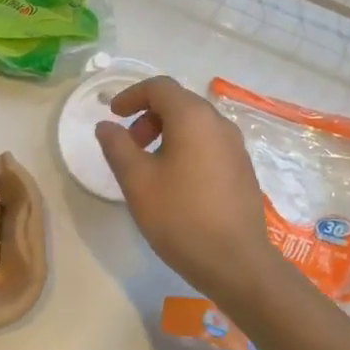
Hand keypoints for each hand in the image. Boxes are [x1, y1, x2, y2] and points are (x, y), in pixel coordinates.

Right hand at [95, 76, 284, 305]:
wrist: (236, 262)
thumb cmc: (180, 216)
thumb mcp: (137, 181)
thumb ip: (117, 146)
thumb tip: (106, 126)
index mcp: (193, 118)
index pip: (160, 87)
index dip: (131, 95)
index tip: (113, 115)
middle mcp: (219, 124)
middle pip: (179, 103)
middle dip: (148, 117)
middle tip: (129, 146)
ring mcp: (236, 147)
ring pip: (195, 125)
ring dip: (166, 134)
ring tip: (148, 168)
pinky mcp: (243, 170)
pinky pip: (209, 145)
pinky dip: (185, 149)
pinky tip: (175, 184)